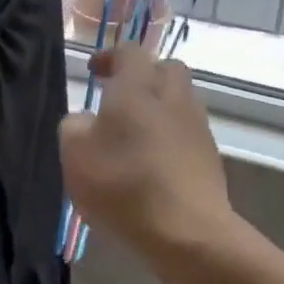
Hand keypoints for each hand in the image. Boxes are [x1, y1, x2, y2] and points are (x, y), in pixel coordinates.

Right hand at [60, 44, 233, 258]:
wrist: (187, 231)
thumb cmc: (123, 185)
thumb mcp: (75, 154)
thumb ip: (74, 126)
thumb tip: (86, 120)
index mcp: (138, 86)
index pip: (129, 52)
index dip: (110, 57)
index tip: (94, 72)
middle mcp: (173, 96)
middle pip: (164, 69)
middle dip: (142, 77)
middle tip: (118, 97)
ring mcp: (197, 125)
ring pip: (178, 100)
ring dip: (157, 107)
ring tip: (133, 134)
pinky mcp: (209, 155)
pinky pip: (186, 131)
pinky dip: (169, 135)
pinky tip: (152, 162)